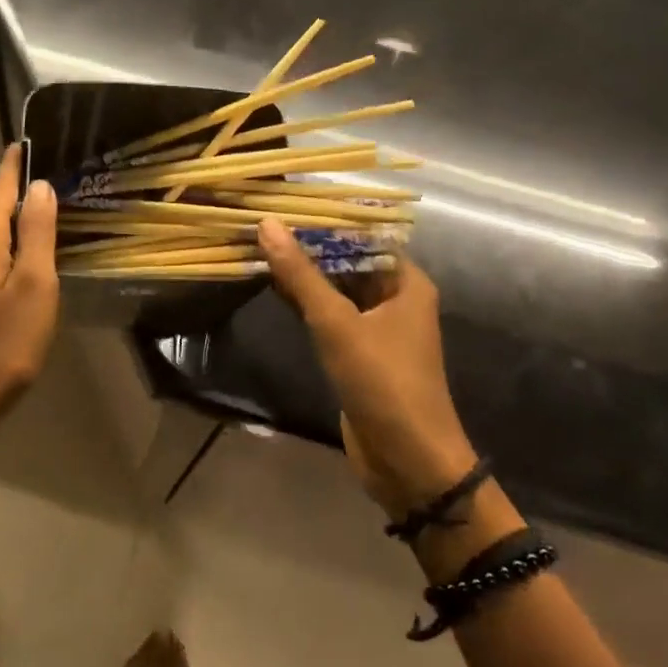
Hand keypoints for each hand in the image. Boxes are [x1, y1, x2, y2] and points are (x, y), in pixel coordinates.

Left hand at [0, 145, 59, 447]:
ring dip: (12, 228)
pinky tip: (18, 270)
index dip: (16, 163)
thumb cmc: (7, 341)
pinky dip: (1, 254)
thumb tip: (39, 187)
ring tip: (43, 227)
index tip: (29, 142)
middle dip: (20, 196)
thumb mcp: (36, 283)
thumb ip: (37, 231)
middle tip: (54, 187)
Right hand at [258, 219, 476, 513]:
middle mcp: (394, 299)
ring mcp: (376, 328)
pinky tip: (272, 286)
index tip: (284, 203)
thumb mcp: (338, 324)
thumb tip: (268, 224)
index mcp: (405, 283)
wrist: (408, 462)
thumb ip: (302, 275)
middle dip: (308, 246)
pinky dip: (304, 303)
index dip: (325, 220)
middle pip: (347, 261)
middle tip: (262, 223)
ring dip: (303, 275)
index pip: (362, 236)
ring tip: (259, 246)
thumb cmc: (383, 383)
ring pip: (335, 290)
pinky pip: (329, 317)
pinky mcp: (358, 354)